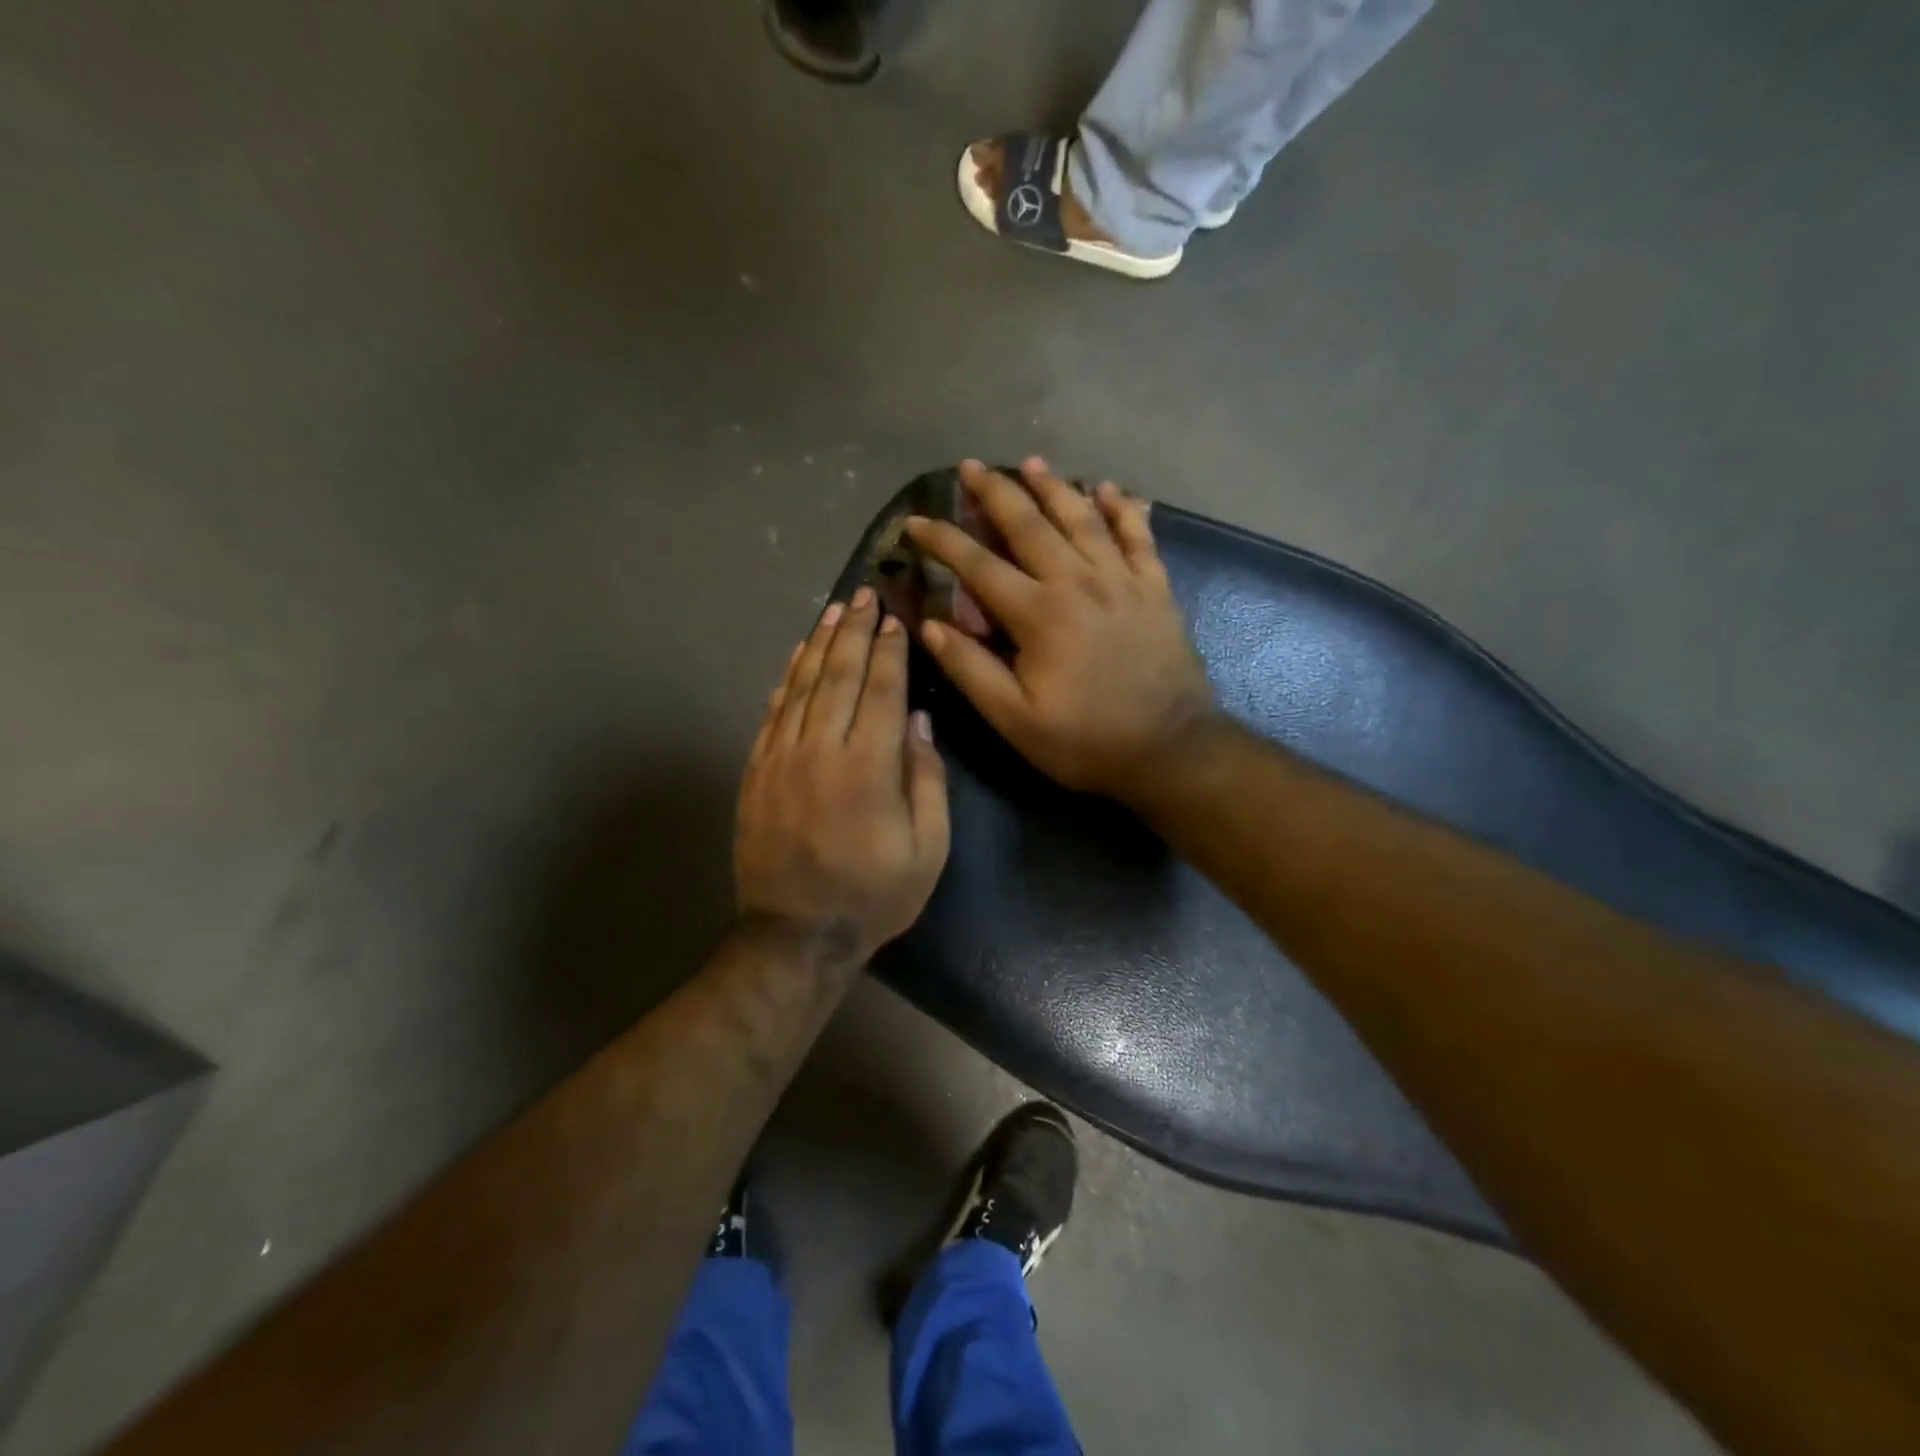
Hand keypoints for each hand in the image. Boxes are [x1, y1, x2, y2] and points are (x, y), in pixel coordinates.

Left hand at [735, 588, 950, 961]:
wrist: (797, 934)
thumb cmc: (874, 895)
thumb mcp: (928, 849)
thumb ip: (927, 780)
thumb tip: (920, 722)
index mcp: (869, 767)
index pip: (882, 691)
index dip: (889, 651)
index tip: (894, 619)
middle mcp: (822, 750)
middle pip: (839, 676)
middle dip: (854, 632)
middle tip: (863, 595)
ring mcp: (781, 759)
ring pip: (801, 687)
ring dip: (819, 644)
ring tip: (832, 611)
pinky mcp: (756, 772)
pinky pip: (771, 713)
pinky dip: (785, 680)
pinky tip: (797, 657)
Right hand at [905, 458, 1214, 799]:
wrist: (1171, 750)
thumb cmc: (1086, 741)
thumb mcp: (1015, 719)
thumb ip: (970, 669)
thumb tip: (929, 625)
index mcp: (1038, 614)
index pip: (978, 565)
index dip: (942, 540)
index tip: (915, 521)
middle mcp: (1078, 582)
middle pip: (1030, 524)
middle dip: (995, 492)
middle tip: (970, 466)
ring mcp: (1122, 580)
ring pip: (1082, 518)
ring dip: (1054, 486)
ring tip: (1031, 461)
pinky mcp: (1155, 588)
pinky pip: (1138, 535)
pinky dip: (1122, 508)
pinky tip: (1108, 488)